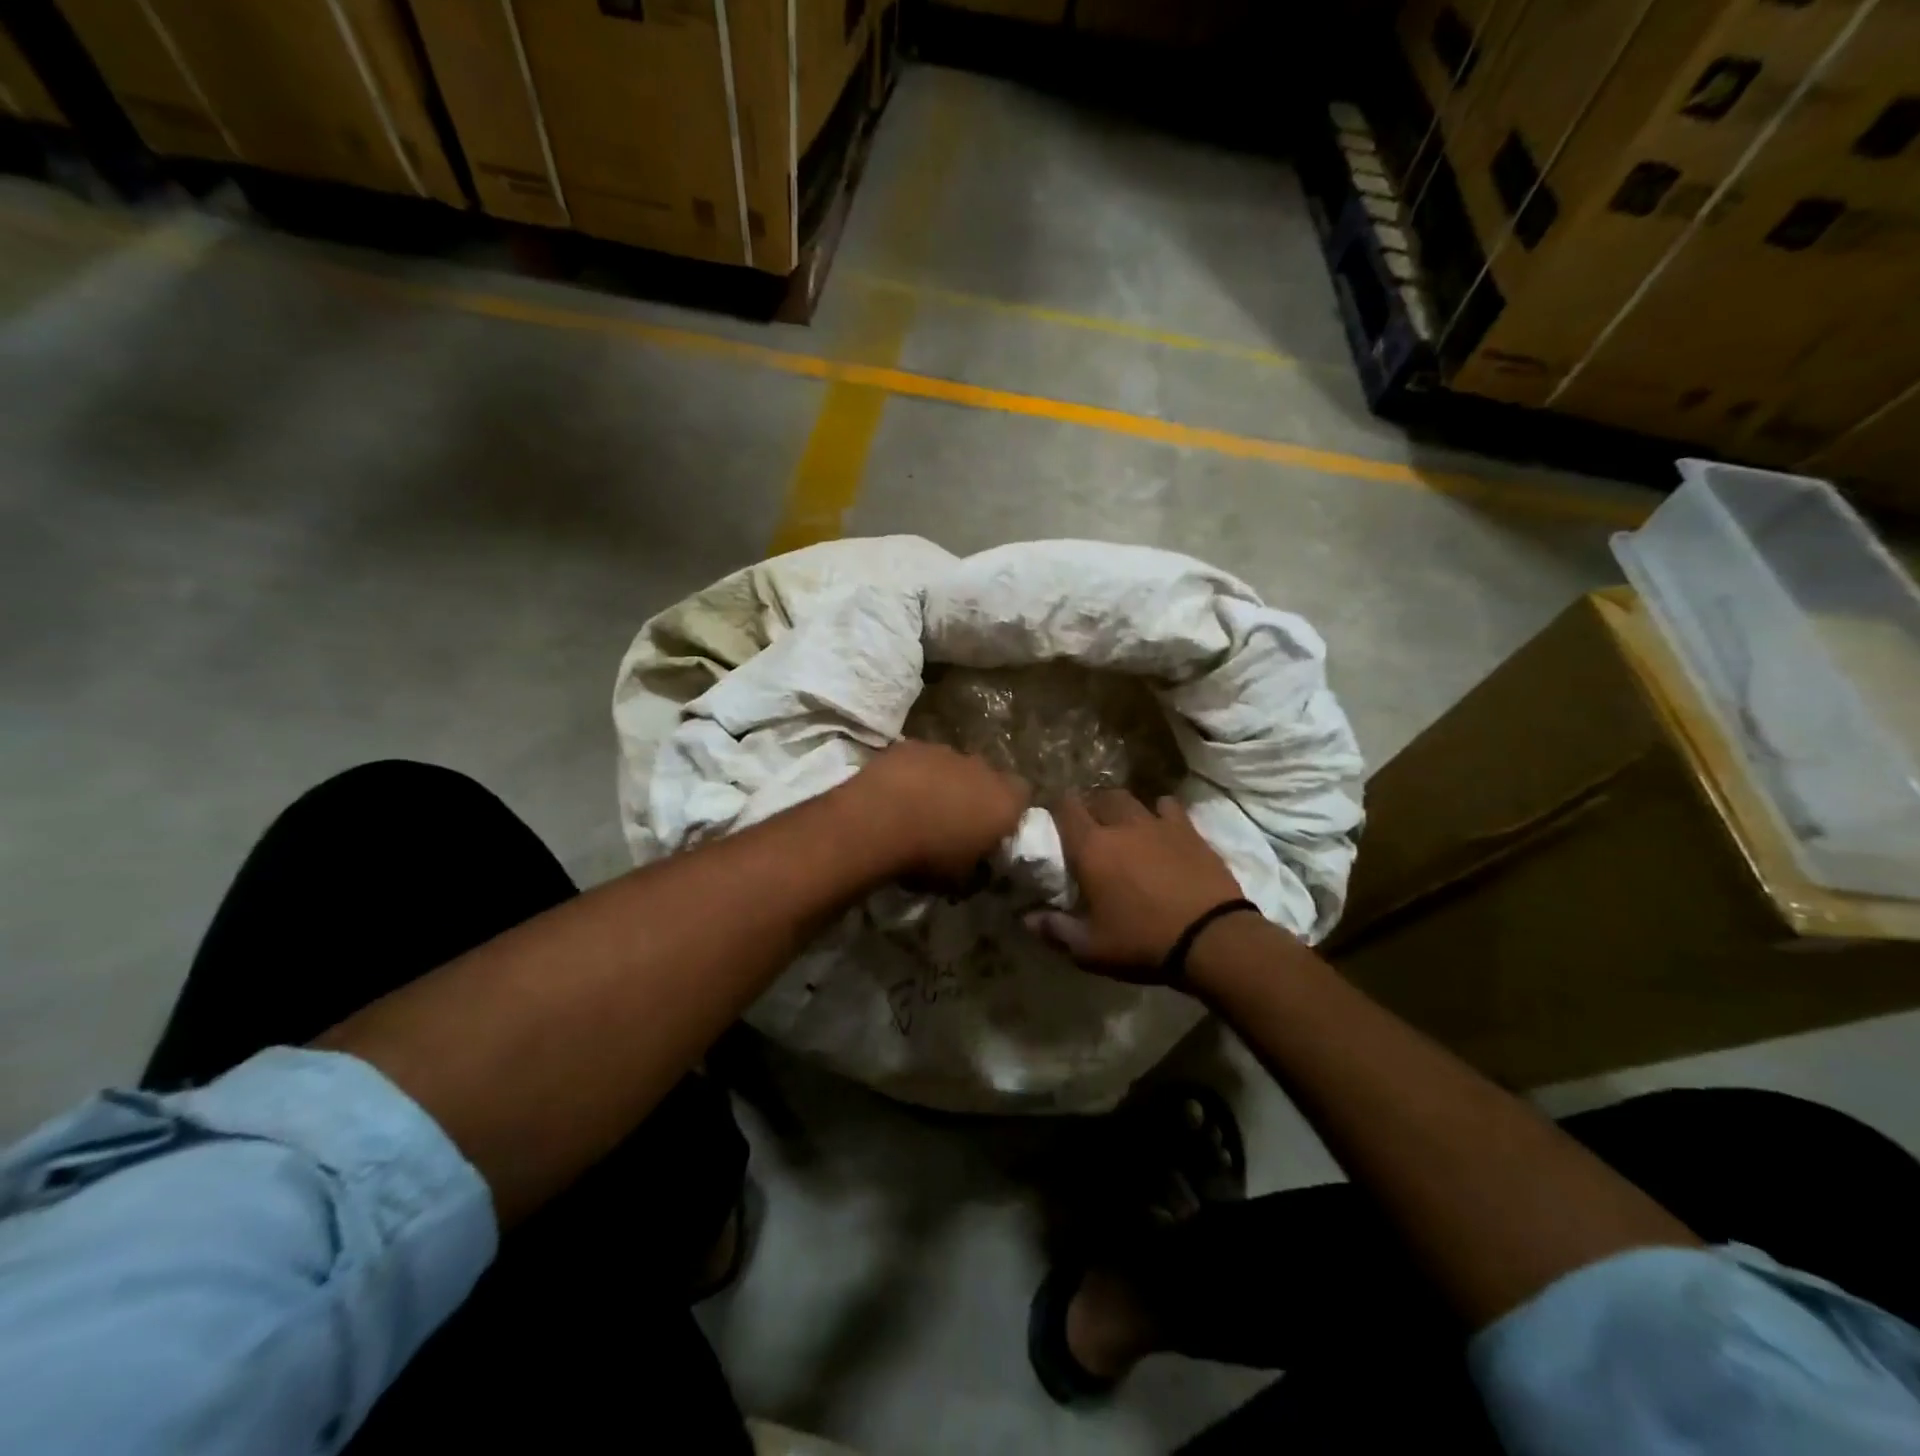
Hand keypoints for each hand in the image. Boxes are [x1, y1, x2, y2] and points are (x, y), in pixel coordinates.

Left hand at [840, 740, 1030, 884]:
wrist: (878, 821)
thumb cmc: (928, 856)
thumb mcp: (960, 880)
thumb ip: (976, 867)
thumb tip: (976, 866)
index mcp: (1005, 802)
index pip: (1022, 797)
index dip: (1008, 812)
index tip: (991, 831)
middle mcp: (982, 769)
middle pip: (987, 777)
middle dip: (975, 794)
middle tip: (954, 820)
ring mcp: (946, 752)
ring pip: (953, 766)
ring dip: (943, 782)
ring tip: (918, 808)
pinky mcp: (913, 745)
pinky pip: (921, 759)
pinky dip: (914, 773)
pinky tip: (895, 793)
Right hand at [1030, 790, 1247, 978]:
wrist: (1212, 939)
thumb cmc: (1143, 942)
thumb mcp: (1091, 949)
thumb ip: (1056, 930)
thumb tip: (1026, 919)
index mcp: (1091, 848)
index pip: (1065, 807)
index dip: (1058, 808)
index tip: (1055, 821)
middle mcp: (1121, 825)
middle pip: (1100, 797)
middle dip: (1091, 807)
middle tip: (1090, 829)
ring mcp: (1158, 824)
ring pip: (1132, 799)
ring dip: (1122, 809)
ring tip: (1124, 827)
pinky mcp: (1189, 830)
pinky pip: (1169, 807)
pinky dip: (1160, 812)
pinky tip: (1161, 829)